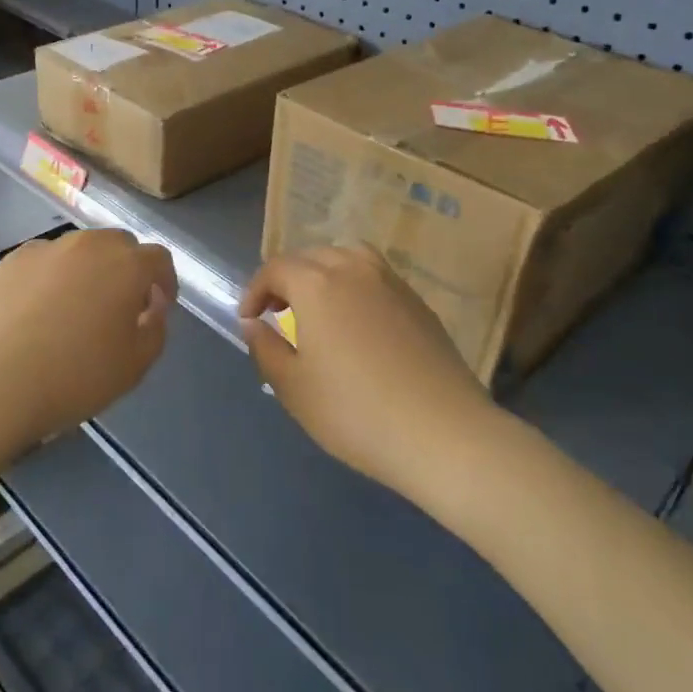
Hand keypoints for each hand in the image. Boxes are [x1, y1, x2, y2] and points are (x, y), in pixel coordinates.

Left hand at [0, 230, 177, 451]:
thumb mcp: (136, 365)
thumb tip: (151, 304)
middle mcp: (89, 245)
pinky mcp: (12, 260)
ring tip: (77, 308)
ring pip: (80, 250)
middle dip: (127, 270)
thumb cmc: (75, 377)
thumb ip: (156, 327)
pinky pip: (45, 261)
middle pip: (119, 245)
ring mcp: (47, 249)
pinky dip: (52, 276)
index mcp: (126, 265)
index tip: (157, 308)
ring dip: (89, 270)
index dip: (164, 281)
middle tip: (119, 307)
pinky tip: (40, 310)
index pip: (158, 259)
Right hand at [239, 246, 492, 488]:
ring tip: (317, 309)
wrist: (443, 434)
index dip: (255, 291)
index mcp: (316, 283)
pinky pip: (375, 278)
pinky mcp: (419, 302)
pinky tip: (357, 324)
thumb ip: (265, 348)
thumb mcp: (293, 387)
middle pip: (310, 257)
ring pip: (347, 259)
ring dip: (323, 275)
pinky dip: (354, 287)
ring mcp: (392, 282)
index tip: (249, 320)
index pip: (275, 269)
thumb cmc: (355, 412)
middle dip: (286, 279)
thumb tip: (253, 324)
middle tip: (276, 313)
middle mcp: (353, 269)